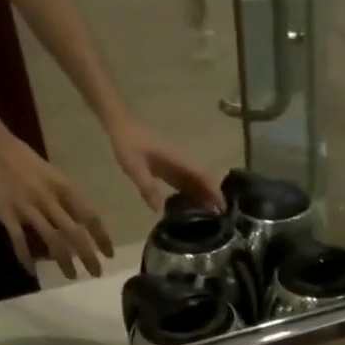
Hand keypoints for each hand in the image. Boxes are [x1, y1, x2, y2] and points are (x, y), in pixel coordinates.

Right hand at [0, 113, 113, 278]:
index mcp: (63, 187)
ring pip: (52, 240)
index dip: (102, 238)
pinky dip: (26, 257)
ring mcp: (28, 207)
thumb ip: (66, 198)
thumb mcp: (52, 174)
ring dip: (64, 262)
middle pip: (74, 233)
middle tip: (96, 273)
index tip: (109, 254)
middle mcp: (49, 199)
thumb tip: (80, 222)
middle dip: (88, 256)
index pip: (89, 216)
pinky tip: (32, 271)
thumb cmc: (23, 158)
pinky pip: (19, 240)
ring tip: (71, 276)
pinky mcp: (7, 213)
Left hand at [108, 116, 222, 212]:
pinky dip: (191, 193)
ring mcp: (177, 163)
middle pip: (204, 180)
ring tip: (208, 218)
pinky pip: (186, 181)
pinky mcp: (170, 166)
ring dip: (203, 196)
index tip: (223, 208)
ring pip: (196, 181)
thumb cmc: (128, 143)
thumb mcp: (134, 167)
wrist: (121, 124)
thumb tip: (158, 210)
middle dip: (213, 197)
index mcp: (178, 159)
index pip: (202, 176)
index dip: (214, 191)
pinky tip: (190, 207)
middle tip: (219, 220)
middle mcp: (182, 161)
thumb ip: (147, 187)